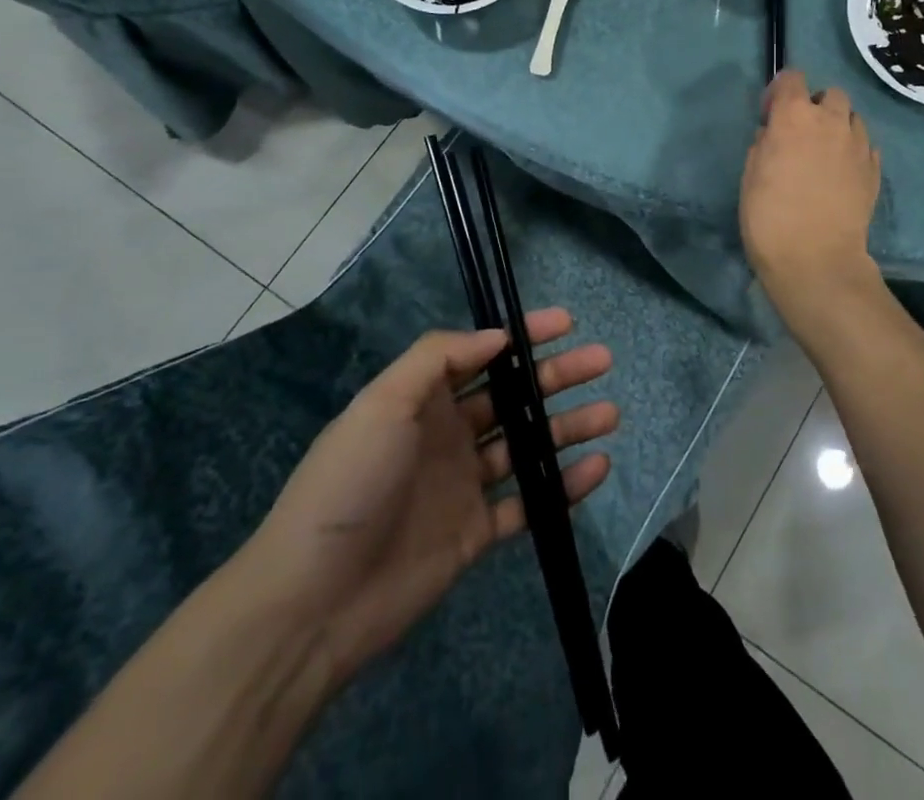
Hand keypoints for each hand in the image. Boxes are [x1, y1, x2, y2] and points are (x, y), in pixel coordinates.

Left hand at [239, 310, 616, 682]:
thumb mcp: (383, 403)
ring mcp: (464, 485)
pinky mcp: (476, 533)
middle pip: (514, 397)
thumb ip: (438, 359)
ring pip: (528, 446)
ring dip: (568, 427)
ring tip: (609, 414)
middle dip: (557, 376)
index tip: (567, 322)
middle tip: (602, 362)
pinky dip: (563, 486)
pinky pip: (529, 503)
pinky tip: (596, 469)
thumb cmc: (350, 484)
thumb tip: (497, 337)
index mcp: (424, 400)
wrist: (314, 601)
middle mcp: (449, 435)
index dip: (524, 336)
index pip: (483, 355)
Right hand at [740, 69, 881, 306]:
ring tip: (825, 154)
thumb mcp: (750, 176)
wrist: (816, 259)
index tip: (770, 115)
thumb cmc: (769, 216)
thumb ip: (763, 145)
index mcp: (794, 117)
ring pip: (853, 118)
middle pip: (831, 94)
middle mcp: (831, 121)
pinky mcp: (874, 170)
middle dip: (816, 106)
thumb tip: (772, 135)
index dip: (780, 91)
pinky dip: (854, 152)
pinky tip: (841, 175)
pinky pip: (866, 147)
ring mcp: (858, 145)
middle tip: (802, 134)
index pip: (792, 78)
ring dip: (838, 127)